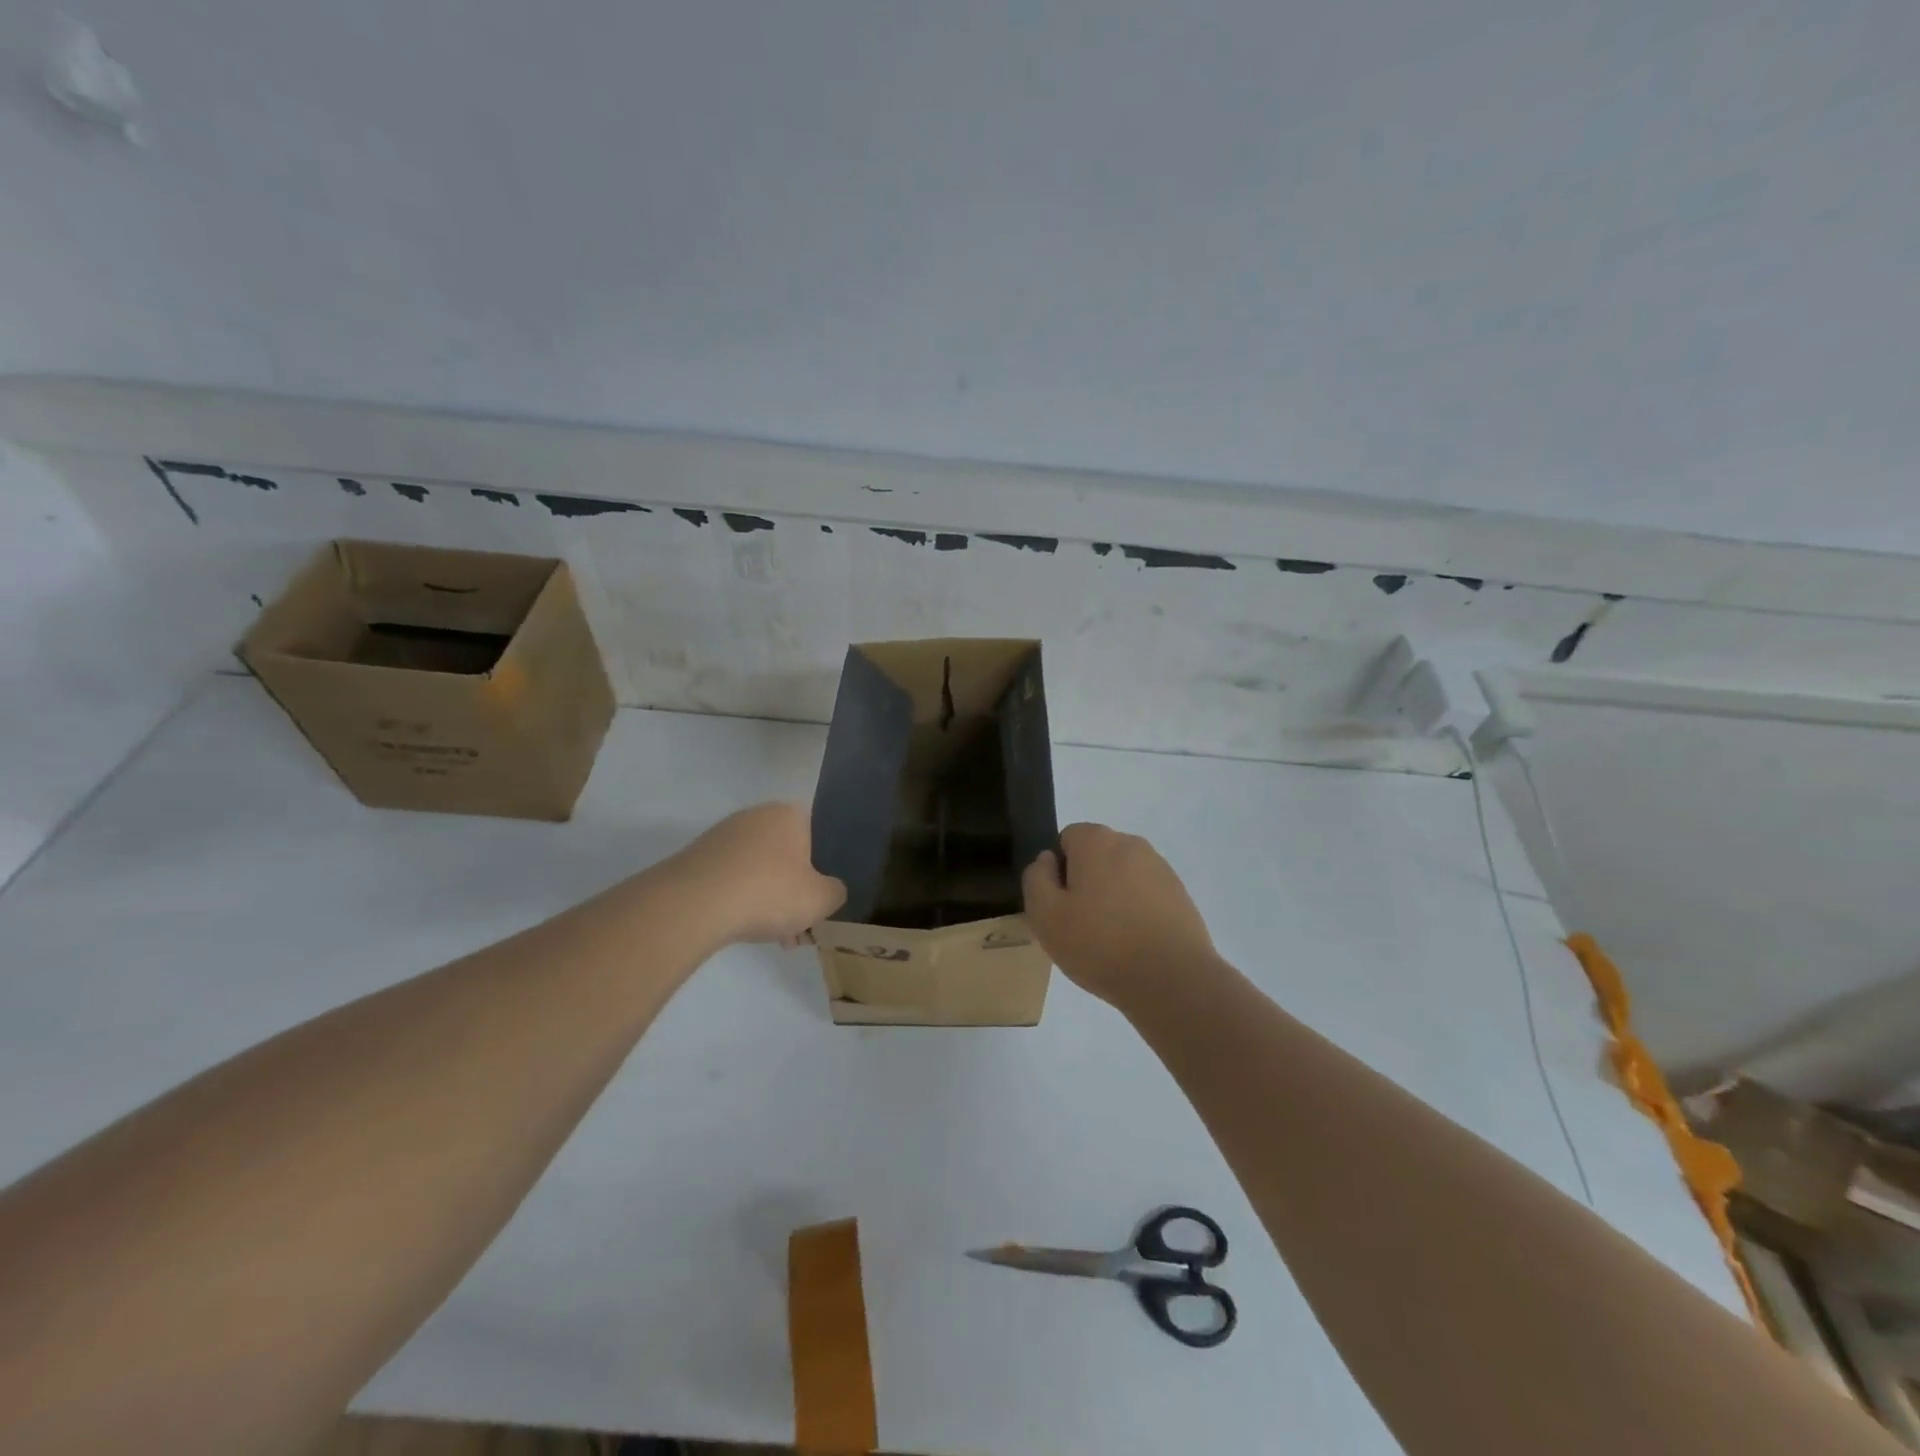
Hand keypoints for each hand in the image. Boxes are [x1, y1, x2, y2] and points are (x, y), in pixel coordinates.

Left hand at [669, 803, 845, 946]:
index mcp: (789, 814)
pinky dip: (740, 901)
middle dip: (793, 892)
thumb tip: (830, 890)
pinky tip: (742, 928)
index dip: (822, 872)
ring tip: (772, 937)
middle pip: (786, 857)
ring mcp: (723, 835)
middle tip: (798, 927)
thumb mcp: (820, 899)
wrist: (693, 904)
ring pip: (758, 870)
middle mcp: (756, 815)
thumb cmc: (768, 892)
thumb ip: (835, 892)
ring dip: (768, 901)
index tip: (819, 903)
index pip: (817, 837)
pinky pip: (731, 879)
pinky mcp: (697, 858)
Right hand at [1023, 823, 1215, 1005]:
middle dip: (1086, 883)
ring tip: (1110, 940)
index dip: (1058, 872)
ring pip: (1122, 877)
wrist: (1172, 980)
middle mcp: (1131, 843)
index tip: (1061, 906)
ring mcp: (1161, 869)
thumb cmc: (1100, 944)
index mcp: (1096, 841)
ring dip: (1112, 898)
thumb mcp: (1045, 915)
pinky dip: (1137, 912)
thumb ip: (1036, 878)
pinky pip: (1146, 896)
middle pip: (1096, 857)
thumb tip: (1048, 861)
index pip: (1066, 840)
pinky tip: (1136, 945)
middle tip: (1081, 926)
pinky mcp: (1180, 895)